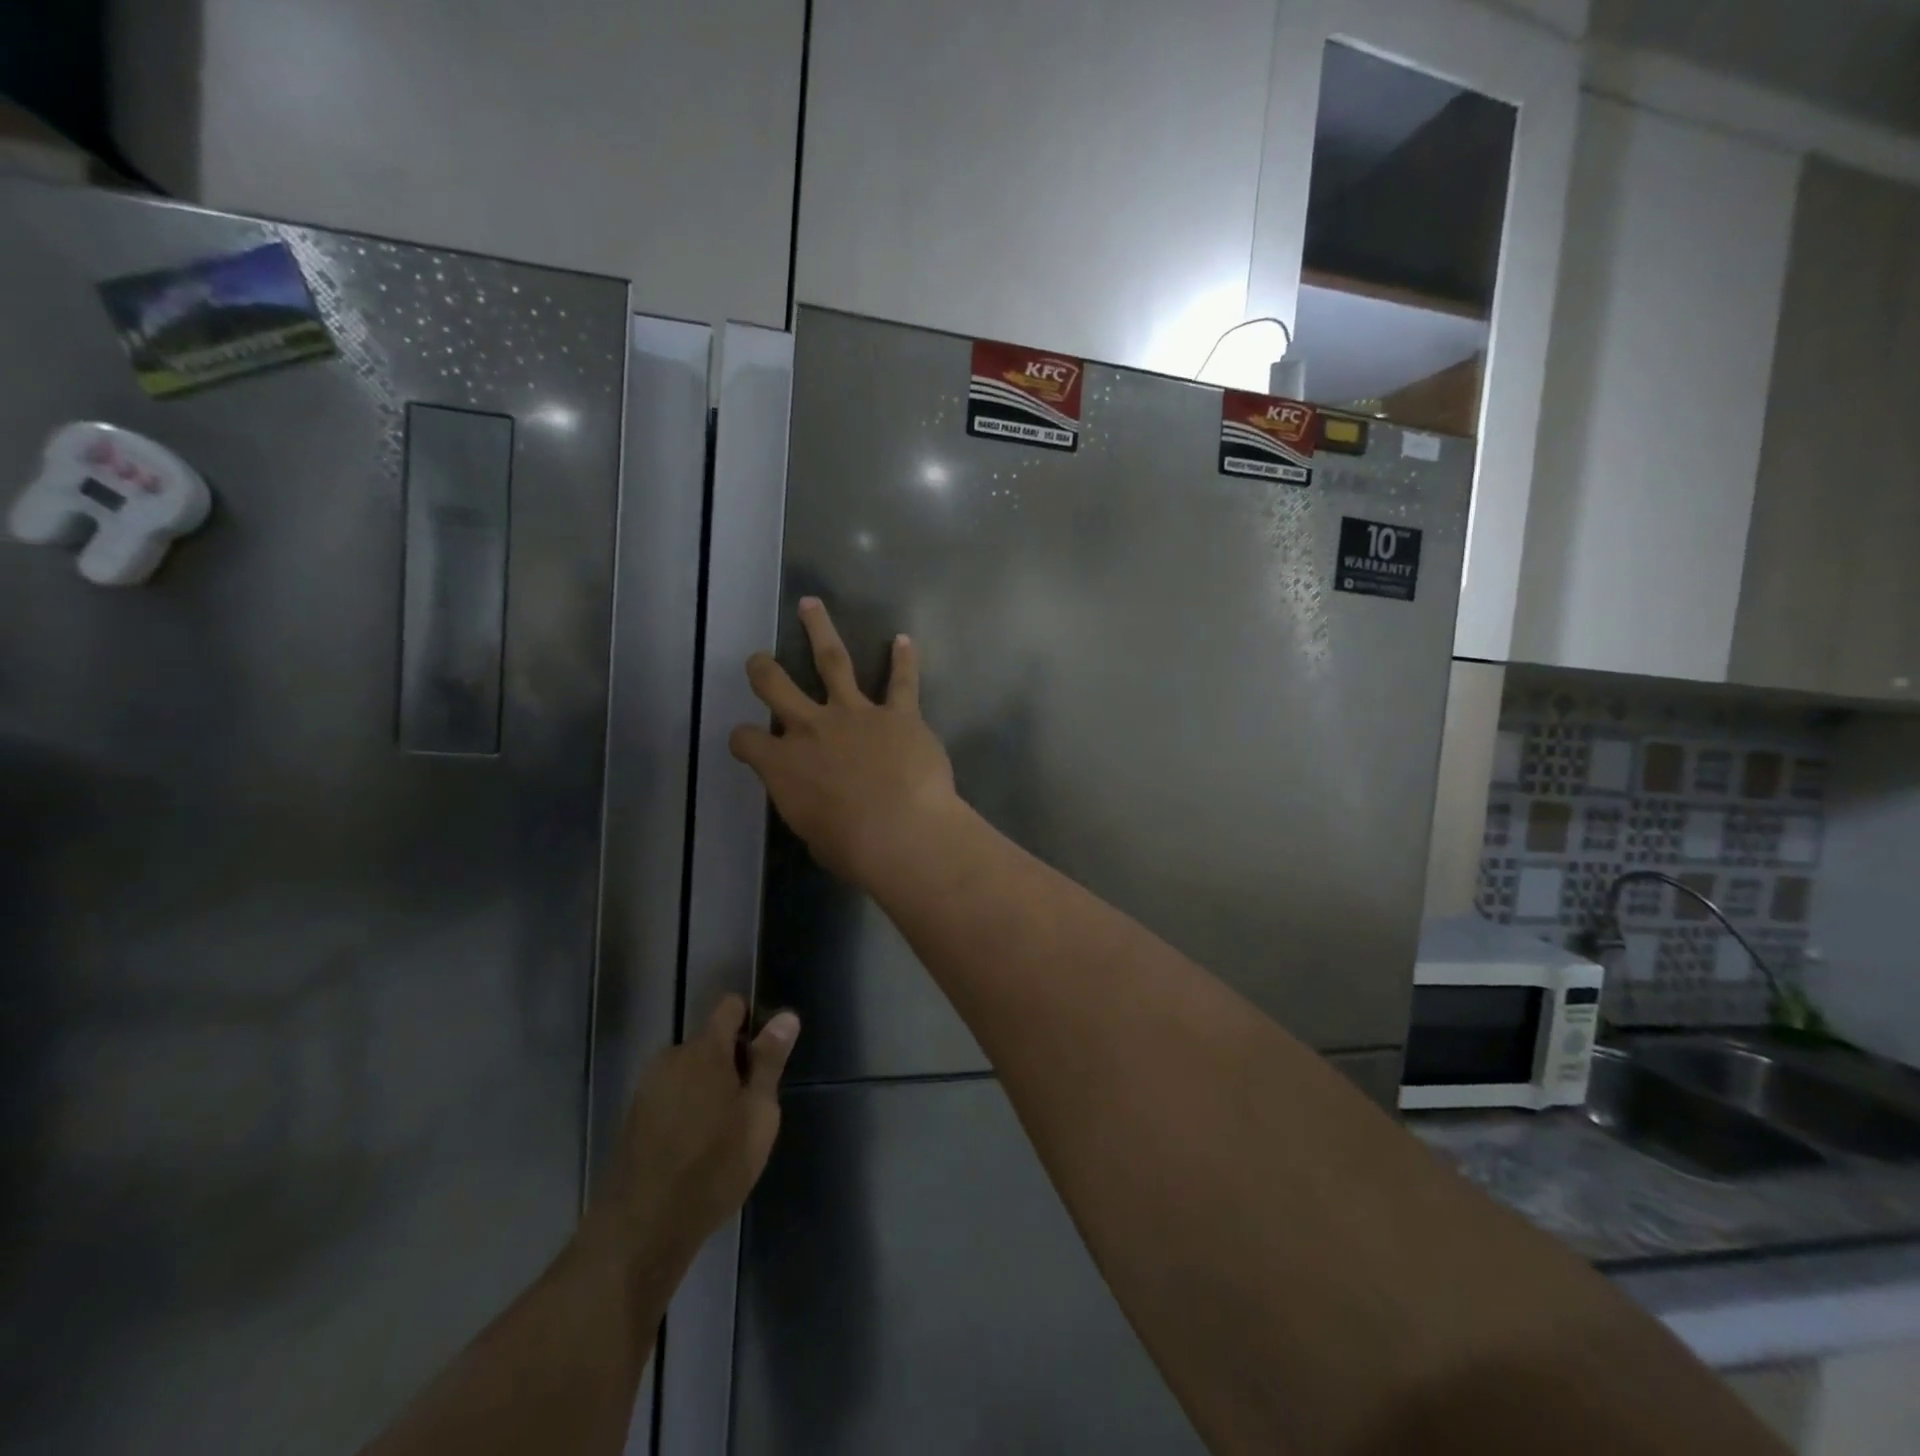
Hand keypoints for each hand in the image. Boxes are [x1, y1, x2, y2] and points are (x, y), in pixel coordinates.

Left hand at [584, 995, 798, 1286]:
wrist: (640, 1230)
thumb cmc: (713, 1167)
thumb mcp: (758, 1115)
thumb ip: (769, 1062)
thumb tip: (786, 1017)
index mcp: (704, 1050)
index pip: (729, 1008)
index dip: (751, 1022)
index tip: (764, 1057)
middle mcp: (671, 1058)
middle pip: (709, 1043)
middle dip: (730, 1063)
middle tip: (748, 1107)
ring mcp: (647, 1088)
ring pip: (688, 1072)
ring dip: (707, 1088)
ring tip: (722, 1134)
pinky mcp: (632, 1118)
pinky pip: (670, 1096)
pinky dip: (685, 1110)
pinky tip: (694, 1149)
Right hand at [729, 597, 962, 887]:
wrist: (901, 832)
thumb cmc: (852, 848)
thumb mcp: (813, 834)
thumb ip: (809, 807)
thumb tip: (818, 804)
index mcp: (783, 765)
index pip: (746, 740)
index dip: (744, 739)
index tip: (747, 740)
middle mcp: (811, 729)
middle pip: (776, 686)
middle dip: (763, 669)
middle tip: (758, 658)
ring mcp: (855, 714)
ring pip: (832, 660)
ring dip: (819, 630)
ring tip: (811, 605)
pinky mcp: (898, 714)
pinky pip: (901, 681)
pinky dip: (904, 660)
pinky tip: (904, 640)